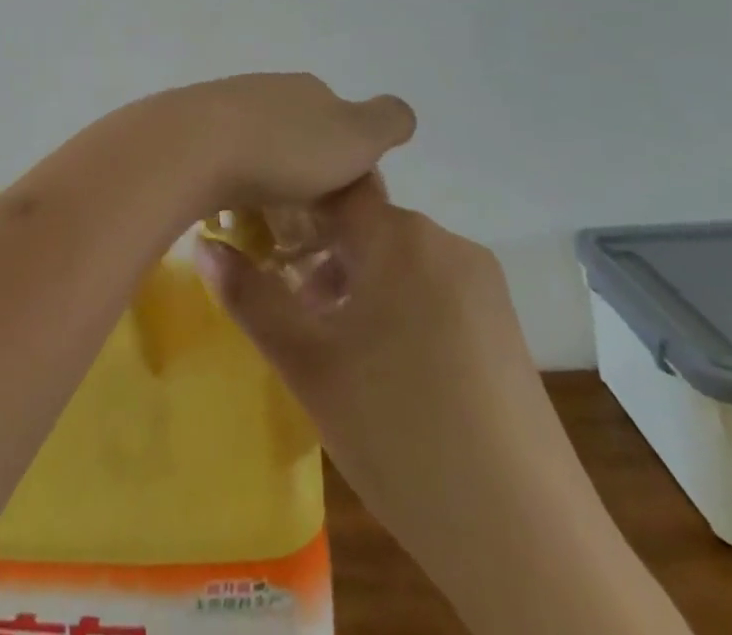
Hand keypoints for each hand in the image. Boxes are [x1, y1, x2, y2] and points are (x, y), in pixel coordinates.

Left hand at [143, 73, 415, 217]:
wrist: (193, 145)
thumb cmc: (284, 147)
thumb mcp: (355, 133)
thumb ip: (386, 121)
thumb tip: (399, 114)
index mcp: (310, 90)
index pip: (345, 131)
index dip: (353, 173)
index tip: (348, 217)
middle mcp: (269, 91)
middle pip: (302, 141)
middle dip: (310, 181)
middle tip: (309, 230)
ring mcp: (225, 108)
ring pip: (262, 152)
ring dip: (270, 186)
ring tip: (270, 231)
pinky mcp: (191, 133)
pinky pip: (225, 165)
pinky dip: (235, 189)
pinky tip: (232, 216)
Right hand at [192, 173, 530, 420]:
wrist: (529, 545)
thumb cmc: (400, 434)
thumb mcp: (308, 364)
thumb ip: (250, 297)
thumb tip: (203, 247)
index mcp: (401, 237)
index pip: (332, 186)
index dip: (290, 201)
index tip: (257, 232)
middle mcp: (447, 244)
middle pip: (364, 225)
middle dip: (318, 252)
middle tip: (285, 301)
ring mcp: (482, 285)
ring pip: (397, 258)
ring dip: (354, 282)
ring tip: (326, 340)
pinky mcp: (503, 326)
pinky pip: (431, 288)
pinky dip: (395, 305)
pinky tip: (381, 365)